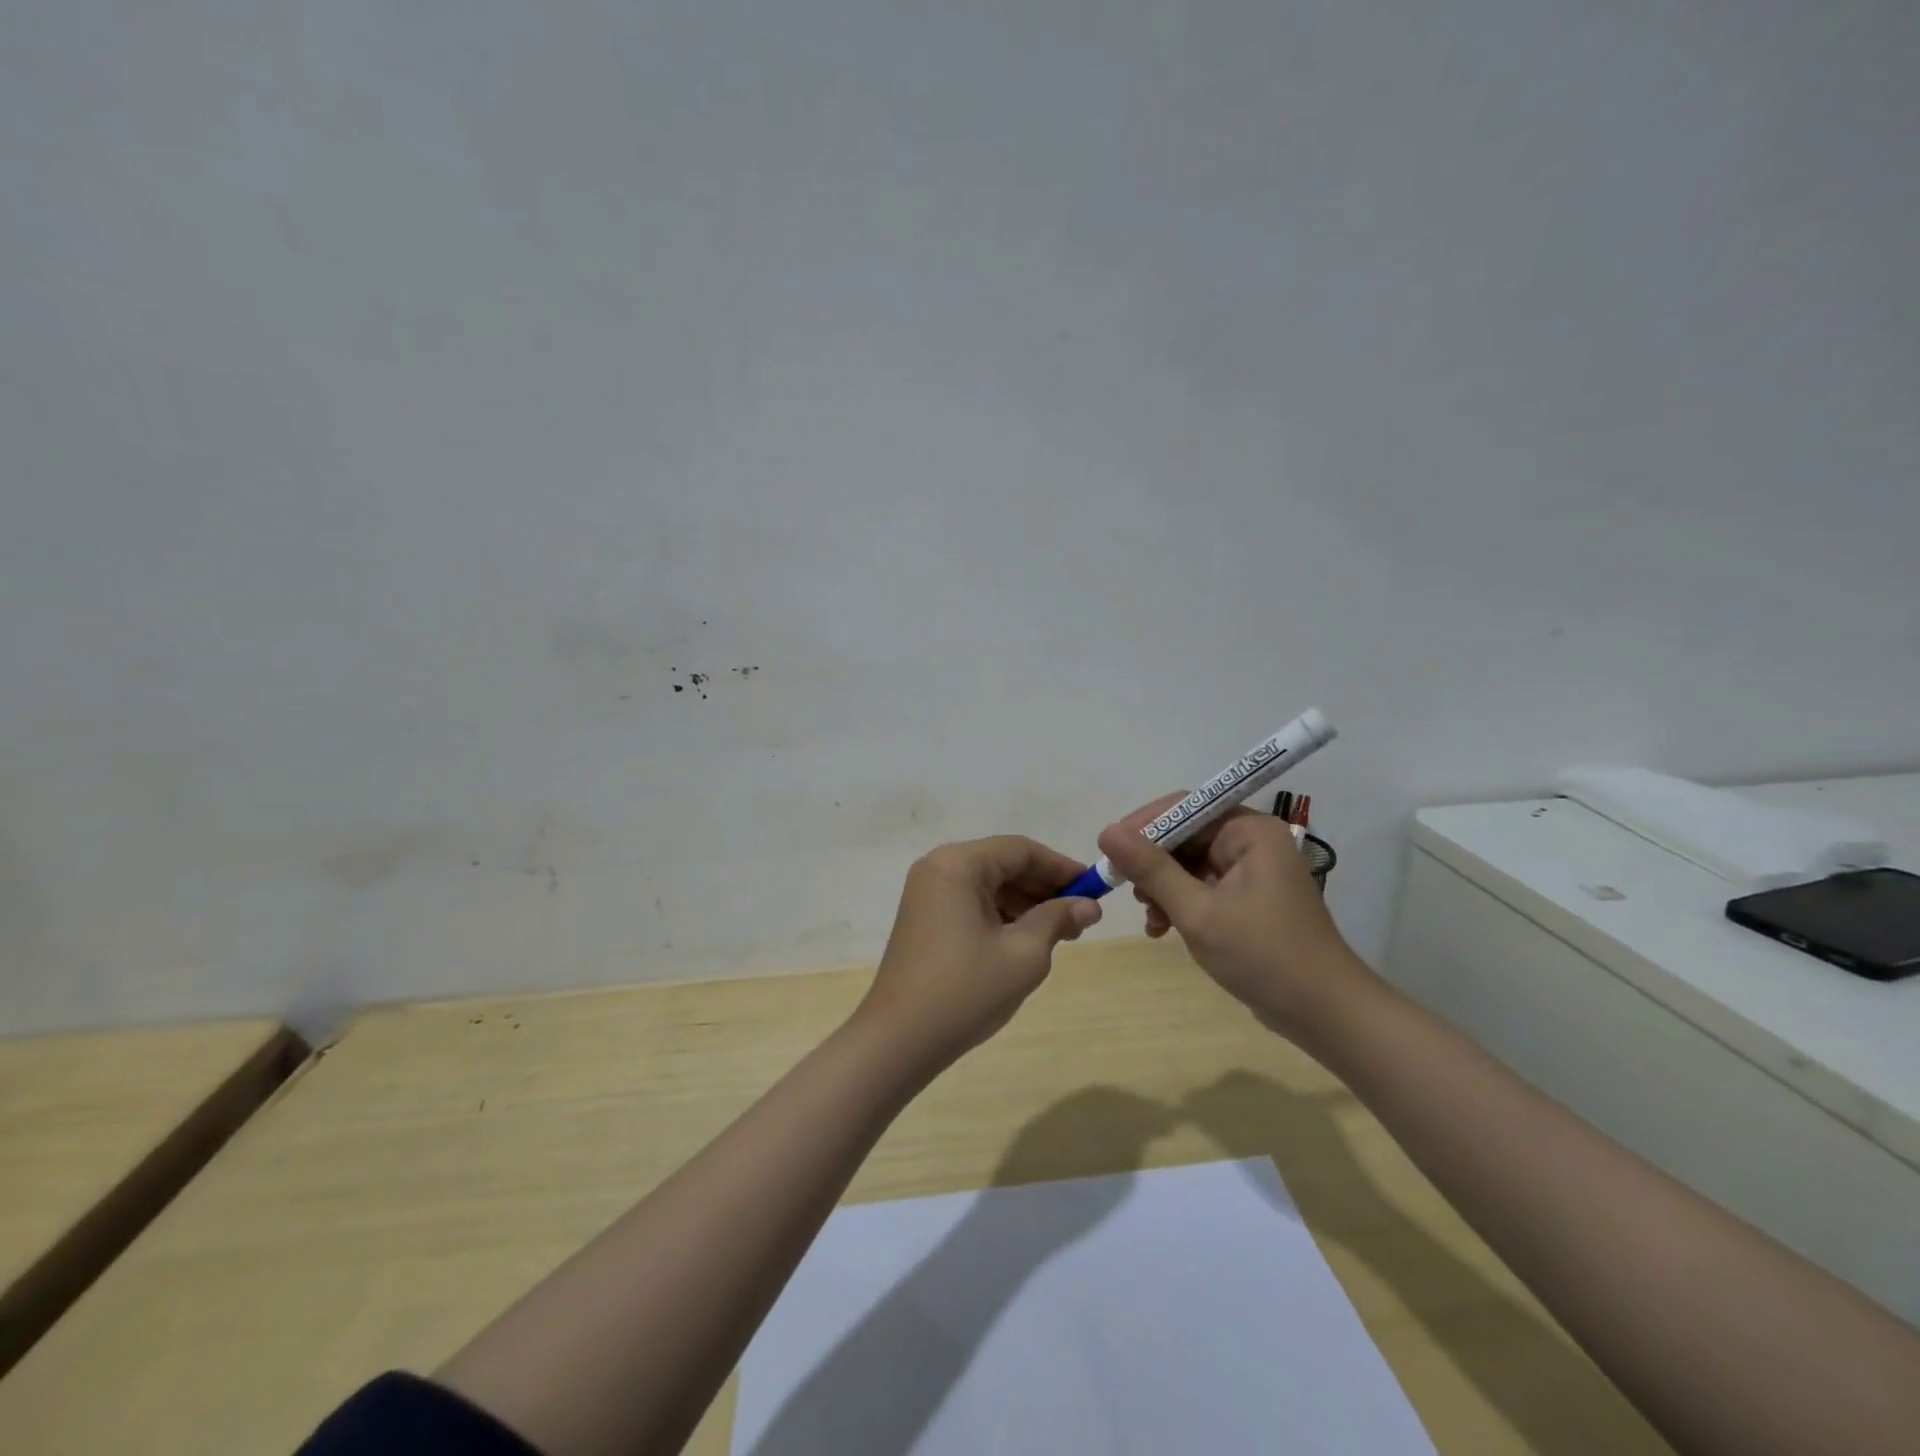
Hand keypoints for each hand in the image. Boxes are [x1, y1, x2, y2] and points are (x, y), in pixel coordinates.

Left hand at [855, 836, 1101, 1067]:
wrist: (899, 1040)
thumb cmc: (965, 990)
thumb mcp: (1023, 954)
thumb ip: (1058, 920)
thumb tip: (1089, 906)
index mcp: (958, 864)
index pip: (1021, 850)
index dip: (1061, 867)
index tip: (1096, 889)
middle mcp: (938, 868)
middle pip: (1003, 864)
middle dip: (1044, 888)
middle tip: (1082, 917)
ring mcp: (927, 893)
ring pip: (989, 885)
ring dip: (1025, 904)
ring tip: (1062, 934)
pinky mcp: (924, 918)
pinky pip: (971, 903)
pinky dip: (1001, 916)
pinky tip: (1026, 941)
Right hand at [1097, 798, 1369, 1043]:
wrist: (1324, 1013)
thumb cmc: (1263, 955)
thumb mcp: (1198, 911)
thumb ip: (1151, 869)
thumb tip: (1106, 832)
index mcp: (1249, 831)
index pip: (1184, 808)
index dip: (1142, 826)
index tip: (1108, 850)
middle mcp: (1252, 841)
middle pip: (1185, 836)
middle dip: (1152, 864)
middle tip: (1126, 891)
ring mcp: (1251, 871)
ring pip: (1188, 864)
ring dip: (1162, 888)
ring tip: (1149, 918)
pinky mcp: (1247, 898)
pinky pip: (1201, 886)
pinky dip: (1179, 903)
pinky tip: (1162, 928)